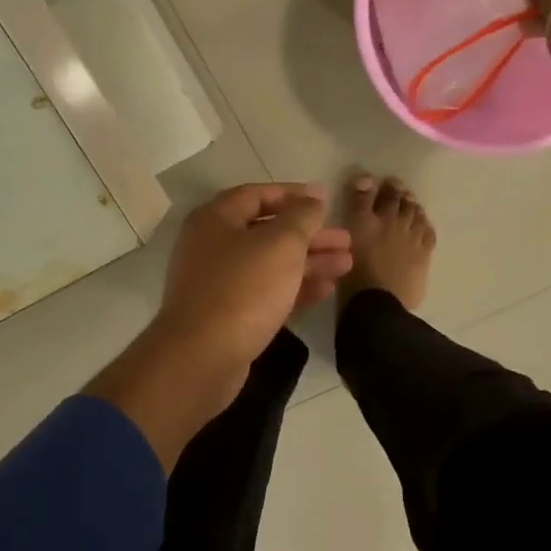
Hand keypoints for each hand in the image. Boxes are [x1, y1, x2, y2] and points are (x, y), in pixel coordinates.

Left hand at [85, 184, 350, 469]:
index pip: (258, 195)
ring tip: (346, 264)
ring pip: (270, 264)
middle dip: (309, 236)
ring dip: (308, 262)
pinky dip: (294, 288)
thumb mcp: (281, 244)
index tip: (327, 200)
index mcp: (216, 219)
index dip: (294, 195)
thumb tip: (313, 198)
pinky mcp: (228, 315)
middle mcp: (212, 246)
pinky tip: (326, 290)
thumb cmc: (243, 289)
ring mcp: (218, 283)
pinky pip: (266, 292)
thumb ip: (302, 217)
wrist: (203, 356)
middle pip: (267, 232)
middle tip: (346, 240)